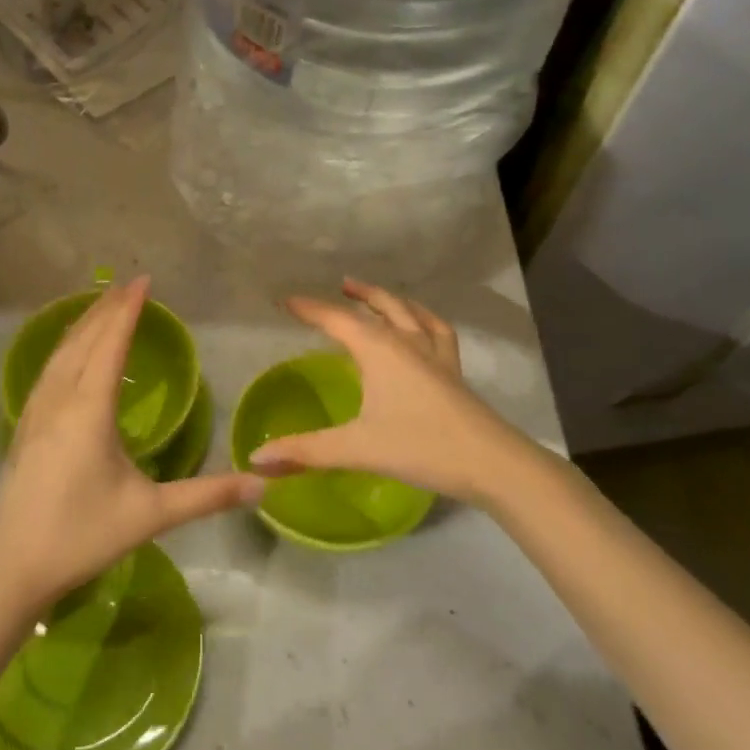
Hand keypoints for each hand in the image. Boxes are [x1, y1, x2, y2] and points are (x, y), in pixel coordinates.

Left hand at [0, 278, 259, 618]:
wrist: (13, 567)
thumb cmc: (84, 536)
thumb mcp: (151, 515)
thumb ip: (207, 496)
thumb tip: (261, 485)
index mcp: (89, 410)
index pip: (111, 345)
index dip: (128, 311)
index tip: (143, 281)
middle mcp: (59, 400)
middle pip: (83, 340)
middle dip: (105, 309)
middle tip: (128, 284)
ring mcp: (35, 412)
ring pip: (59, 353)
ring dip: (82, 324)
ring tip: (101, 304)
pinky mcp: (23, 426)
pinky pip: (47, 370)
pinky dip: (64, 347)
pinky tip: (68, 353)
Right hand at [249, 279, 550, 505]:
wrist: (492, 463)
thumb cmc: (419, 447)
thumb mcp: (355, 449)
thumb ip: (304, 451)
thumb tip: (256, 459)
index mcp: (379, 350)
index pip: (337, 319)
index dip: (310, 308)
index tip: (286, 300)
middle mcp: (407, 342)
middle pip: (380, 306)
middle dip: (358, 294)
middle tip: (340, 286)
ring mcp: (437, 355)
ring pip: (412, 313)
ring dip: (391, 300)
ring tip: (378, 297)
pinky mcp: (455, 372)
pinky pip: (439, 332)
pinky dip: (426, 320)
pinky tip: (424, 326)